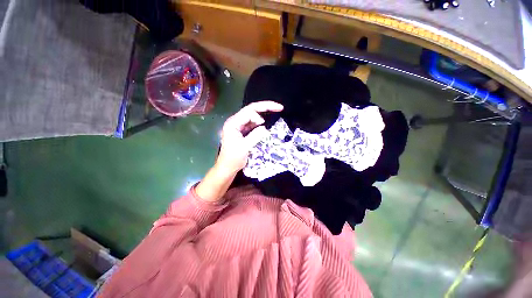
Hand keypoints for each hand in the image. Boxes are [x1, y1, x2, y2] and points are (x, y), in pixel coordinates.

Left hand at [216, 101, 283, 172]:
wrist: (227, 167)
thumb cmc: (233, 158)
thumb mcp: (245, 147)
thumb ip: (255, 136)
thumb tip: (265, 127)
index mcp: (233, 123)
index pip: (249, 111)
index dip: (259, 114)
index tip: (265, 124)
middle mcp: (235, 121)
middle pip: (251, 110)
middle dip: (265, 107)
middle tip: (279, 107)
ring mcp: (238, 126)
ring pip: (252, 116)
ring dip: (263, 114)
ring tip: (275, 112)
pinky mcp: (242, 131)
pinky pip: (252, 123)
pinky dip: (260, 123)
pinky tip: (265, 124)